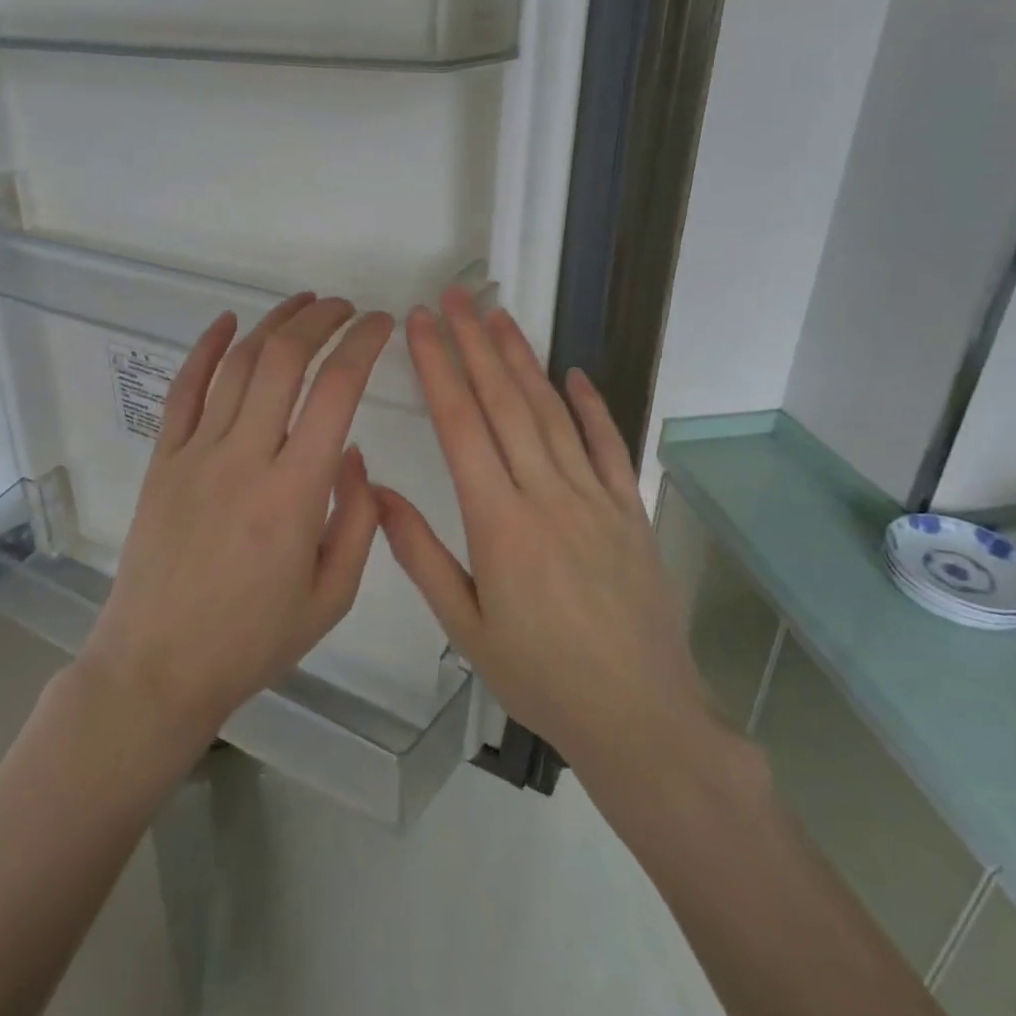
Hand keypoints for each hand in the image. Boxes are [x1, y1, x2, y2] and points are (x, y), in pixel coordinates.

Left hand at [80, 294, 394, 749]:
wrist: (157, 667)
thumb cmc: (253, 640)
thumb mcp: (332, 596)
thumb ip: (357, 520)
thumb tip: (352, 453)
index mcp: (295, 492)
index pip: (336, 390)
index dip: (363, 344)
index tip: (381, 324)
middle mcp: (245, 457)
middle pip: (285, 360)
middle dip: (322, 320)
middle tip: (347, 308)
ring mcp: (196, 454)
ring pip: (238, 365)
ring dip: (274, 324)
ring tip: (304, 304)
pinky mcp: (163, 460)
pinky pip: (184, 390)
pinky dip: (206, 348)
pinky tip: (227, 322)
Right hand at [375, 289, 711, 782]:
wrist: (639, 718)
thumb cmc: (539, 677)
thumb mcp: (464, 626)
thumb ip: (419, 553)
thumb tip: (375, 491)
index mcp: (499, 523)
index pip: (461, 425)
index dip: (437, 367)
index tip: (419, 325)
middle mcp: (546, 495)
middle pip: (505, 403)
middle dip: (474, 343)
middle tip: (455, 297)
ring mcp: (595, 498)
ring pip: (553, 412)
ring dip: (523, 360)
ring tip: (499, 317)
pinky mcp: (630, 510)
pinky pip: (609, 445)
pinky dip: (593, 405)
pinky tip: (575, 373)